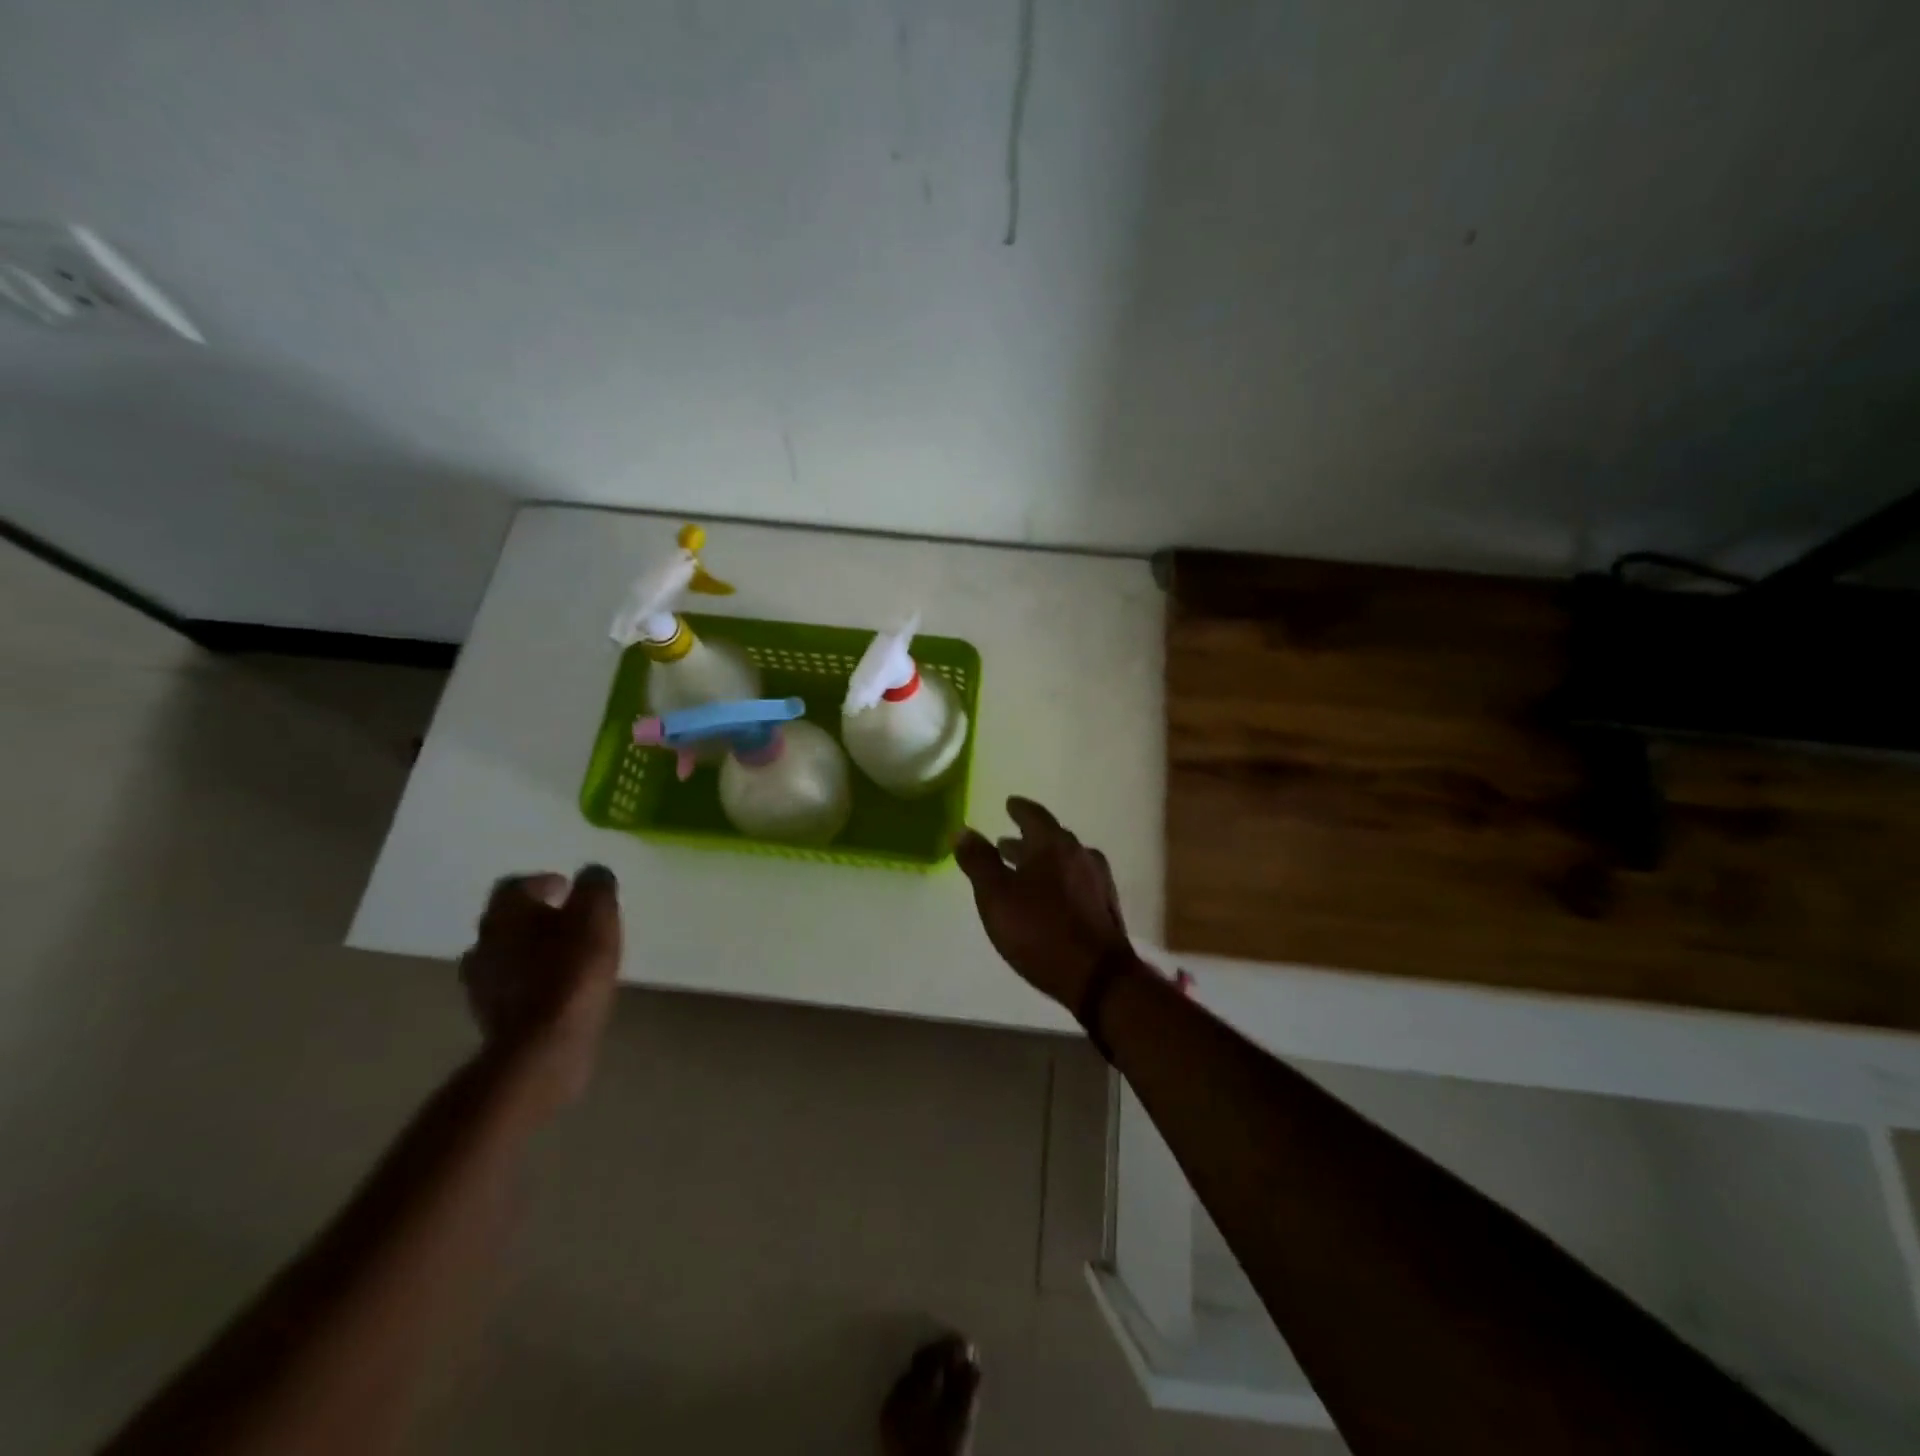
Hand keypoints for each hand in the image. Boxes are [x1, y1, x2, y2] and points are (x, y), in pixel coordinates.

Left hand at [458, 866, 622, 1113]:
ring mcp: (482, 984)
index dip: (542, 882)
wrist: (544, 1046)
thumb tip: (592, 874)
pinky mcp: (492, 1018)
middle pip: (507, 920)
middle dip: (536, 917)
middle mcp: (483, 942)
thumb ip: (595, 886)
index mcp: (505, 913)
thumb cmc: (572, 970)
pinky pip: (511, 988)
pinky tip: (557, 989)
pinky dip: (531, 982)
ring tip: (565, 956)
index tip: (568, 888)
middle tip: (568, 920)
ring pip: (506, 956)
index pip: (516, 885)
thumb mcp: (597, 914)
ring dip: (530, 951)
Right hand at [954, 798, 1133, 1009]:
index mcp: (1053, 844)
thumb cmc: (1040, 930)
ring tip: (1023, 871)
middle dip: (1027, 839)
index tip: (1009, 804)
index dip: (1019, 809)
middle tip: (1005, 843)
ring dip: (1042, 861)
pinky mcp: (1105, 907)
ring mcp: (1098, 880)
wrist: (1097, 975)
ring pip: (1064, 861)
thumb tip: (963, 830)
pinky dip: (1058, 880)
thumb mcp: (996, 896)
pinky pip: (1076, 881)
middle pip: (1051, 838)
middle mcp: (1080, 854)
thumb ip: (979, 861)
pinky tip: (1050, 897)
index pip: (1034, 815)